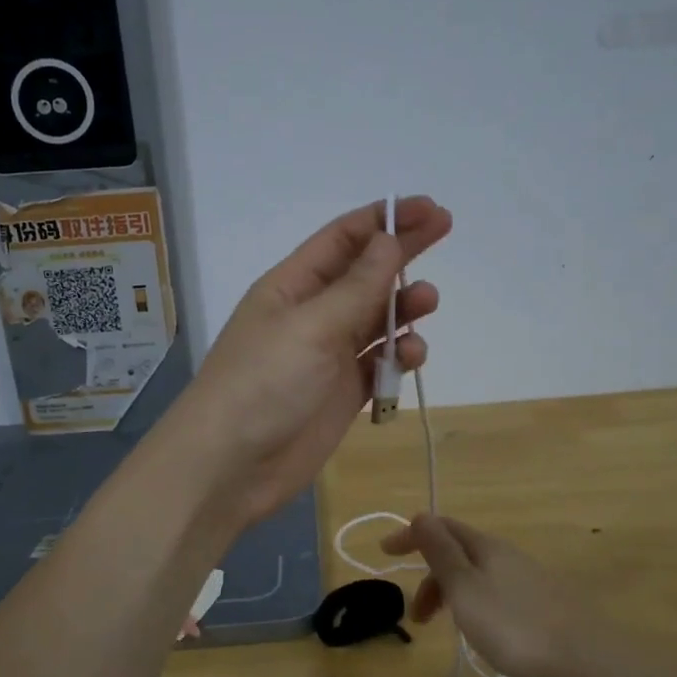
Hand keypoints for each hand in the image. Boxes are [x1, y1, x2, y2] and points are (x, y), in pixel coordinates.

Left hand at [171, 197, 451, 528]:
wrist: (230, 467)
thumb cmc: (263, 384)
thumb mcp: (311, 326)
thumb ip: (357, 287)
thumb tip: (389, 239)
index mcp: (292, 286)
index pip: (343, 238)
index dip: (385, 219)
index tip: (428, 209)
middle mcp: (311, 314)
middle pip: (365, 273)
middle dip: (402, 252)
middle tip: (445, 229)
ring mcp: (328, 355)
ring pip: (376, 319)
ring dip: (403, 307)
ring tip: (428, 302)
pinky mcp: (342, 393)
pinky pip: (379, 363)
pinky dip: (398, 356)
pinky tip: (410, 357)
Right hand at [379, 514, 604, 676]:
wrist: (585, 658)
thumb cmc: (514, 625)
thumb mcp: (466, 589)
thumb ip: (442, 553)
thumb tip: (420, 515)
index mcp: (485, 547)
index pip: (441, 527)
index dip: (411, 535)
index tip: (384, 552)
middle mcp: (506, 554)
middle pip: (458, 552)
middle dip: (430, 576)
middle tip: (417, 616)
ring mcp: (527, 577)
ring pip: (477, 574)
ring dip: (451, 593)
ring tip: (448, 629)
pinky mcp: (542, 602)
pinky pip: (495, 591)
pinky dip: (474, 603)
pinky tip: (483, 630)